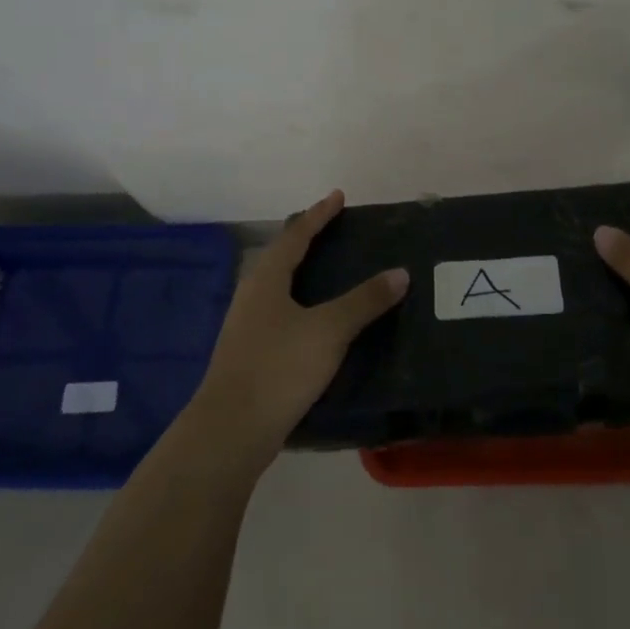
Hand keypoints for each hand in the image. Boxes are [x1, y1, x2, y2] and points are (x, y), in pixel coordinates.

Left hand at [190, 190, 406, 468]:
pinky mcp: (249, 353)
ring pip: (279, 285)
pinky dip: (300, 301)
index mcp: (267, 278)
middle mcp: (252, 294)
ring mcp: (246, 325)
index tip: (338, 196)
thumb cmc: (279, 368)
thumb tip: (400, 273)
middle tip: (335, 228)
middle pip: (282, 255)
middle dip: (308, 239)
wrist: (229, 432)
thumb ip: (364, 301)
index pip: (296, 234)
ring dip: (302, 271)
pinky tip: (314, 320)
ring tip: (328, 269)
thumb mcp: (329, 330)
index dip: (319, 215)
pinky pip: (279, 311)